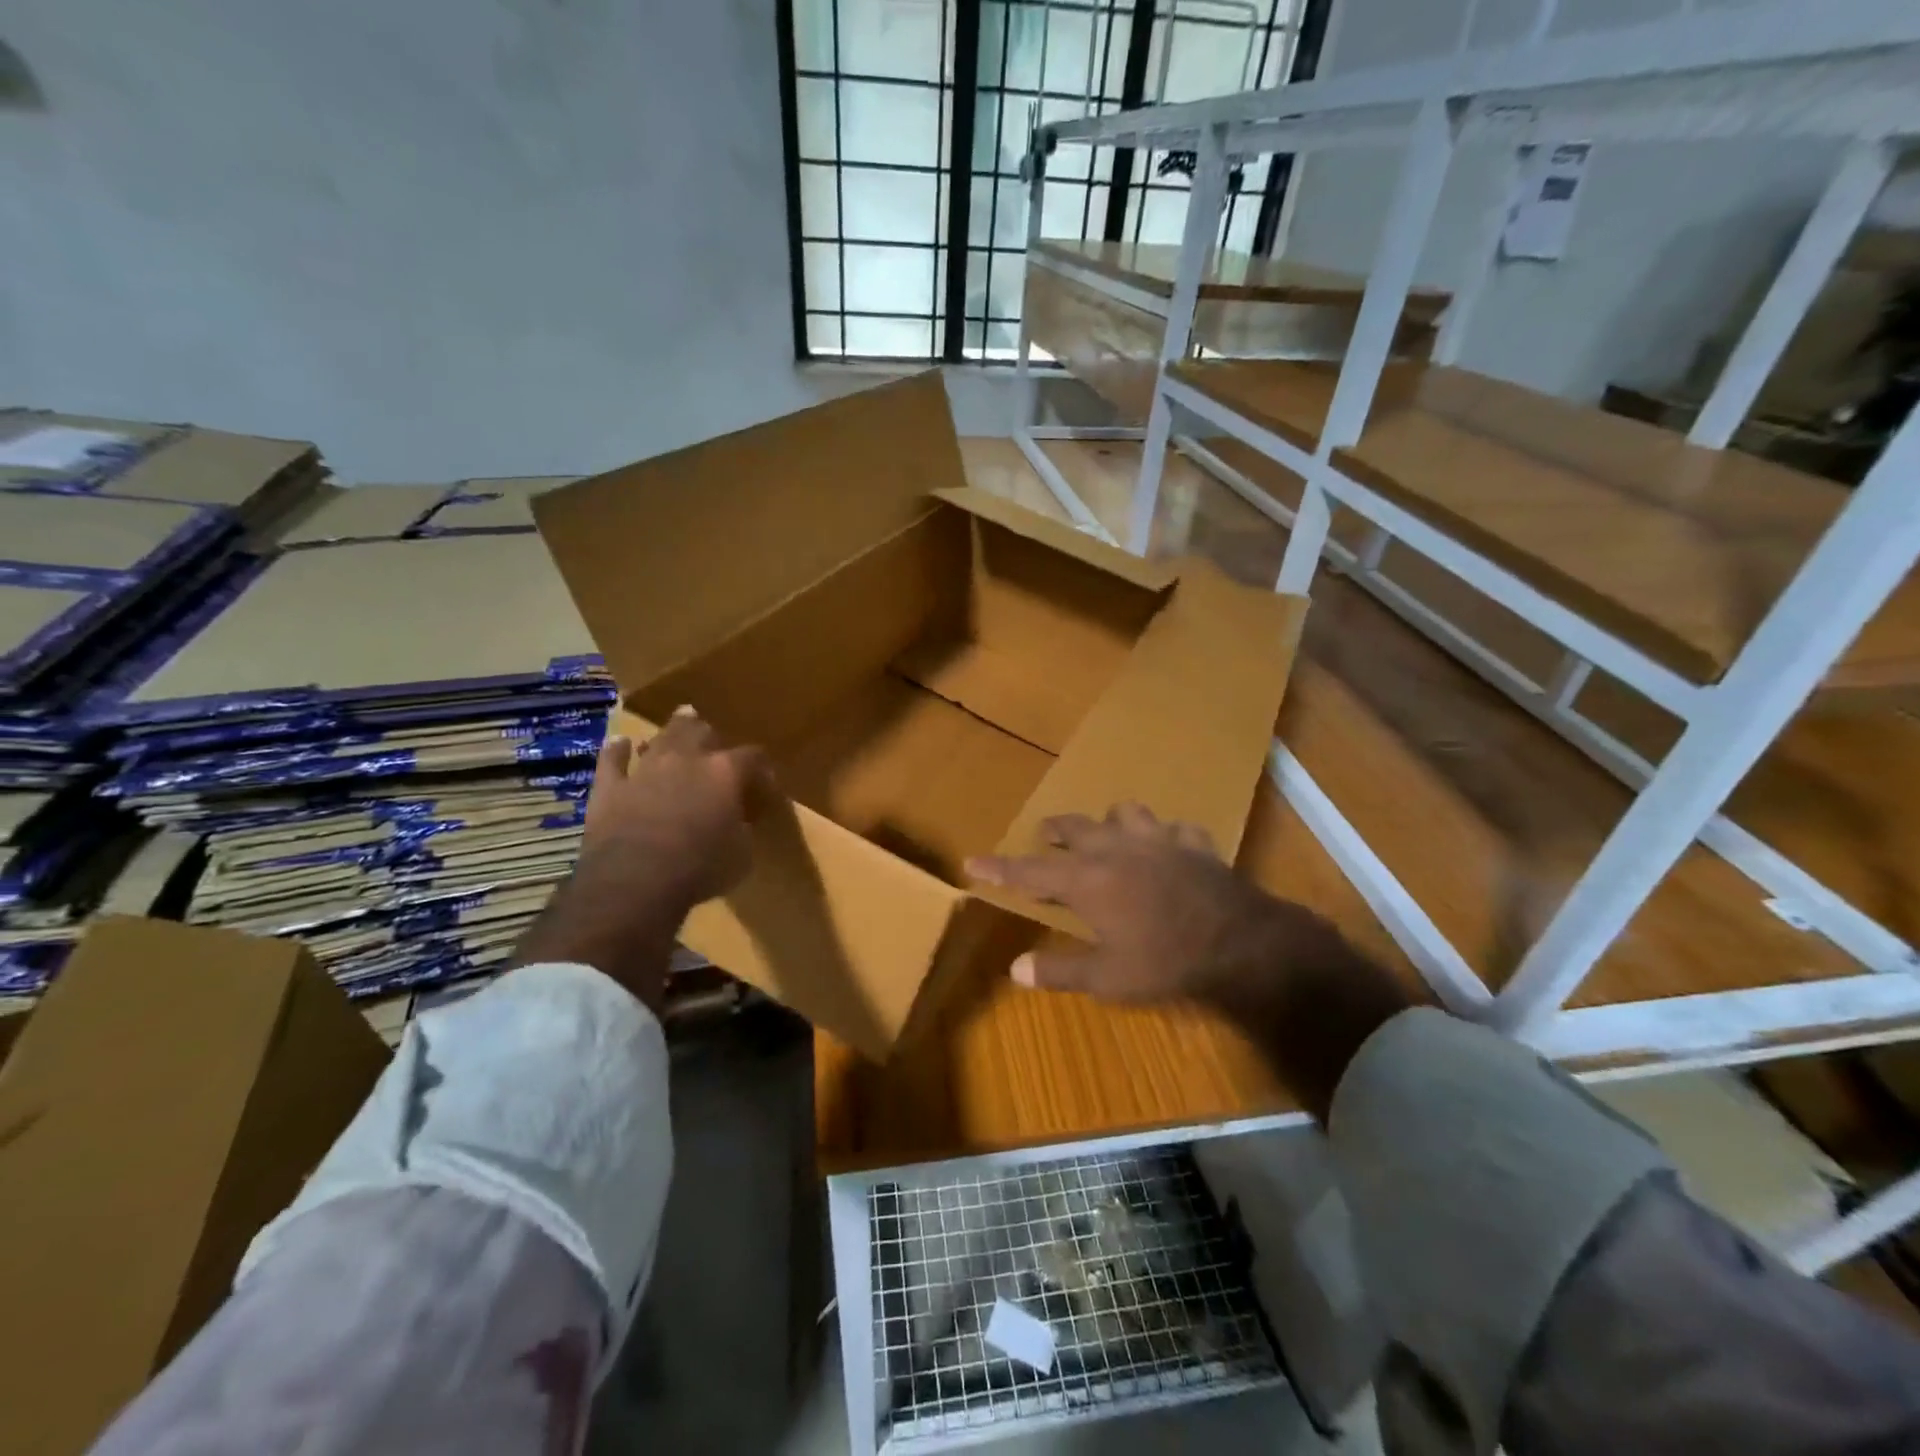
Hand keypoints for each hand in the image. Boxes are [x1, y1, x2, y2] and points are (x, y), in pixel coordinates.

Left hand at [513, 708, 770, 1009]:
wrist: (635, 881)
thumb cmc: (700, 869)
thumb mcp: (741, 855)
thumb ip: (743, 829)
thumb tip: (741, 821)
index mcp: (725, 773)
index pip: (753, 756)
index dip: (761, 768)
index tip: (764, 784)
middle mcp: (686, 760)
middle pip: (701, 732)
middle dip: (710, 736)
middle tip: (714, 743)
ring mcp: (645, 769)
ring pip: (660, 738)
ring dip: (669, 733)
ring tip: (676, 728)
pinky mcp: (610, 787)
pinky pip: (611, 760)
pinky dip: (616, 751)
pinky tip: (619, 743)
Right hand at [965, 802, 1322, 1009]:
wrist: (1241, 943)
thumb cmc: (1166, 961)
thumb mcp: (1108, 977)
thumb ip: (1060, 970)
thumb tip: (1016, 969)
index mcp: (1087, 880)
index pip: (1030, 871)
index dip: (999, 868)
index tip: (973, 860)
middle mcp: (1116, 850)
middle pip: (1074, 828)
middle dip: (1054, 831)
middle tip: (1045, 836)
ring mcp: (1158, 841)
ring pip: (1126, 812)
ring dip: (1112, 821)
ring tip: (1109, 833)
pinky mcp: (1194, 844)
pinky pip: (1177, 830)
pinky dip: (1168, 837)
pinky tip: (1171, 848)